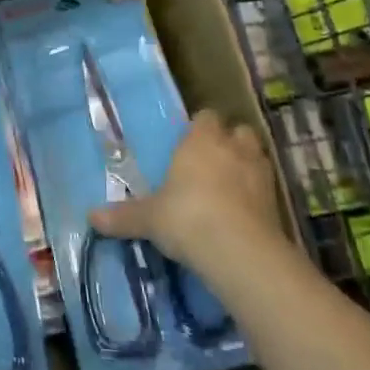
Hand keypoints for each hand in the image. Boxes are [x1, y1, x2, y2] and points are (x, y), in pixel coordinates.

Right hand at [89, 112, 283, 271]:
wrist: (240, 252)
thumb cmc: (187, 217)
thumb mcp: (150, 218)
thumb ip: (124, 216)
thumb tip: (90, 217)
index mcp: (201, 141)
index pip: (205, 117)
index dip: (200, 127)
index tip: (189, 142)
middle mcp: (233, 148)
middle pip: (237, 131)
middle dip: (228, 142)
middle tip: (212, 161)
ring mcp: (260, 174)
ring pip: (256, 155)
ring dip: (246, 165)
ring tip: (231, 185)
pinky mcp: (278, 202)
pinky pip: (267, 188)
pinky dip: (258, 195)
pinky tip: (245, 212)